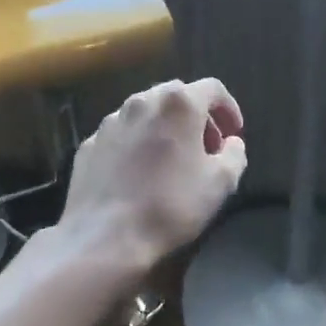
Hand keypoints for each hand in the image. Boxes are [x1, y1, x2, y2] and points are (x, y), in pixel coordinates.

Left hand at [56, 78, 246, 281]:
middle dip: (197, 116)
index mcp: (178, 104)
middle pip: (177, 95)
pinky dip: (137, 143)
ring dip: (165, 127)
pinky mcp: (90, 143)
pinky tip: (139, 173)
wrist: (104, 237)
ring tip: (172, 160)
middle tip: (206, 148)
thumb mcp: (221, 184)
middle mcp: (142, 101)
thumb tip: (232, 143)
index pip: (213, 88)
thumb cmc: (170, 206)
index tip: (234, 134)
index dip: (229, 108)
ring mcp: (111, 121)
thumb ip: (235, 154)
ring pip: (146, 112)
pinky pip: (122, 134)